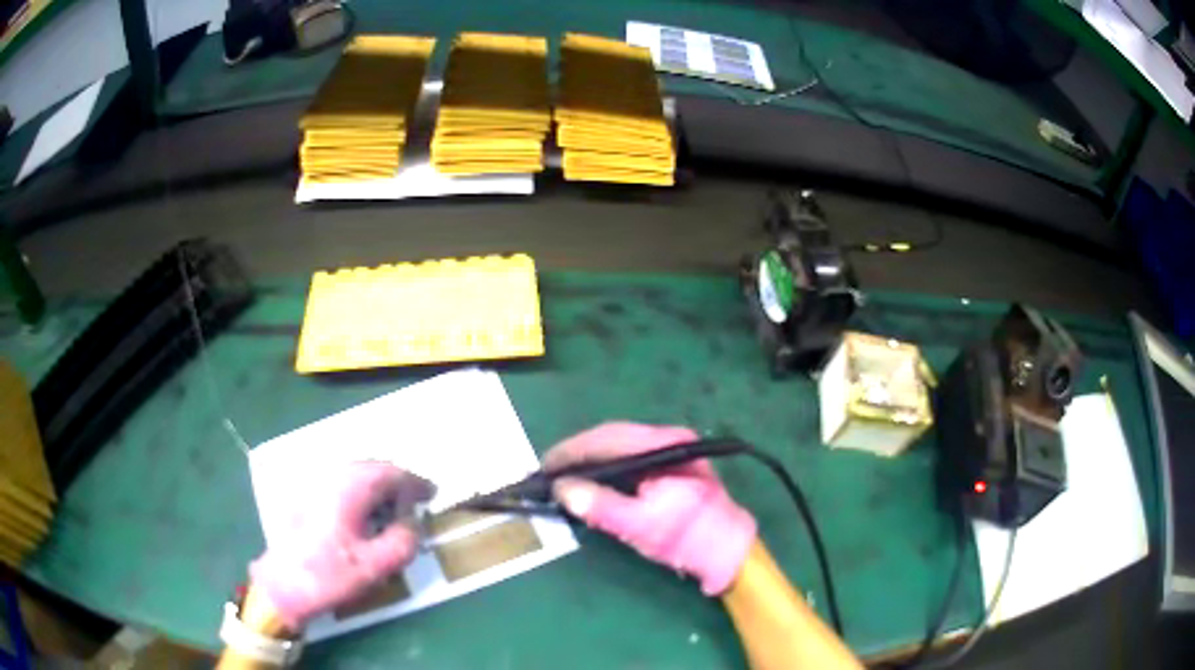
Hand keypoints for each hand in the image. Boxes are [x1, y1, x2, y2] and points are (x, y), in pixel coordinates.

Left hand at [249, 461, 434, 629]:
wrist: (282, 584)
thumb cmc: (329, 574)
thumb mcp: (375, 566)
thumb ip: (403, 541)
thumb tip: (412, 524)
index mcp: (350, 487)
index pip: (391, 473)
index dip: (415, 483)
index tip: (433, 494)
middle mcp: (331, 476)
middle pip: (372, 467)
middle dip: (397, 483)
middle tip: (415, 503)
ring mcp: (315, 483)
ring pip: (356, 474)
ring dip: (378, 488)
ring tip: (393, 511)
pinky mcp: (306, 496)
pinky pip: (342, 483)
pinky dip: (361, 493)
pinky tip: (366, 515)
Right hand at [545, 422, 756, 595]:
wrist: (727, 552)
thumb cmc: (687, 538)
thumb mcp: (640, 525)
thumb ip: (601, 506)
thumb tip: (562, 489)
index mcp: (666, 445)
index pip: (609, 437)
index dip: (573, 450)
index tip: (546, 465)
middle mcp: (668, 439)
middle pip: (612, 438)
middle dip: (578, 453)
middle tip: (549, 472)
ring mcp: (669, 451)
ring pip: (618, 448)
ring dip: (590, 460)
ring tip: (564, 476)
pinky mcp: (667, 467)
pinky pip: (628, 460)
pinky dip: (605, 469)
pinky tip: (591, 482)